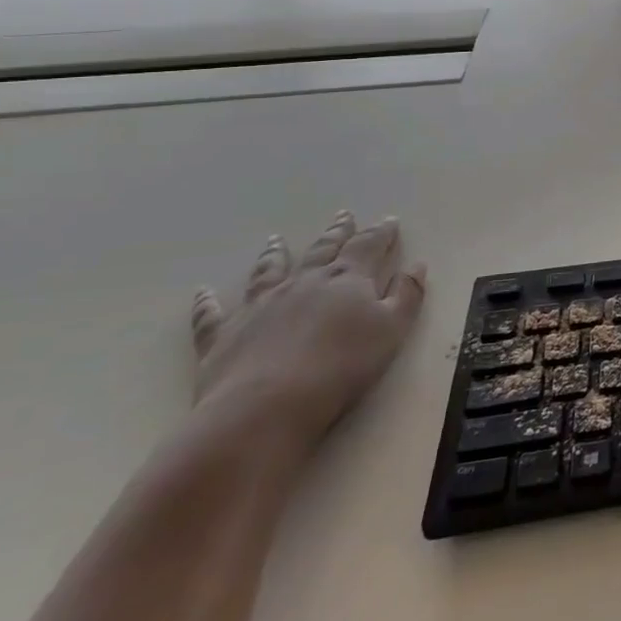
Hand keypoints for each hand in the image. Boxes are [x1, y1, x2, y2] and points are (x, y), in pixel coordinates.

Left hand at [188, 212, 425, 446]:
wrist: (267, 406)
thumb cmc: (343, 366)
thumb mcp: (393, 329)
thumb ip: (407, 295)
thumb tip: (416, 265)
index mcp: (347, 279)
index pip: (368, 246)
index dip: (381, 233)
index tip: (389, 220)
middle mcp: (304, 282)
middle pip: (323, 250)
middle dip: (337, 232)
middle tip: (343, 215)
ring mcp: (261, 305)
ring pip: (269, 270)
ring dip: (275, 254)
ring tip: (275, 239)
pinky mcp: (224, 334)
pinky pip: (213, 313)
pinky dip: (208, 301)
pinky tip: (203, 292)